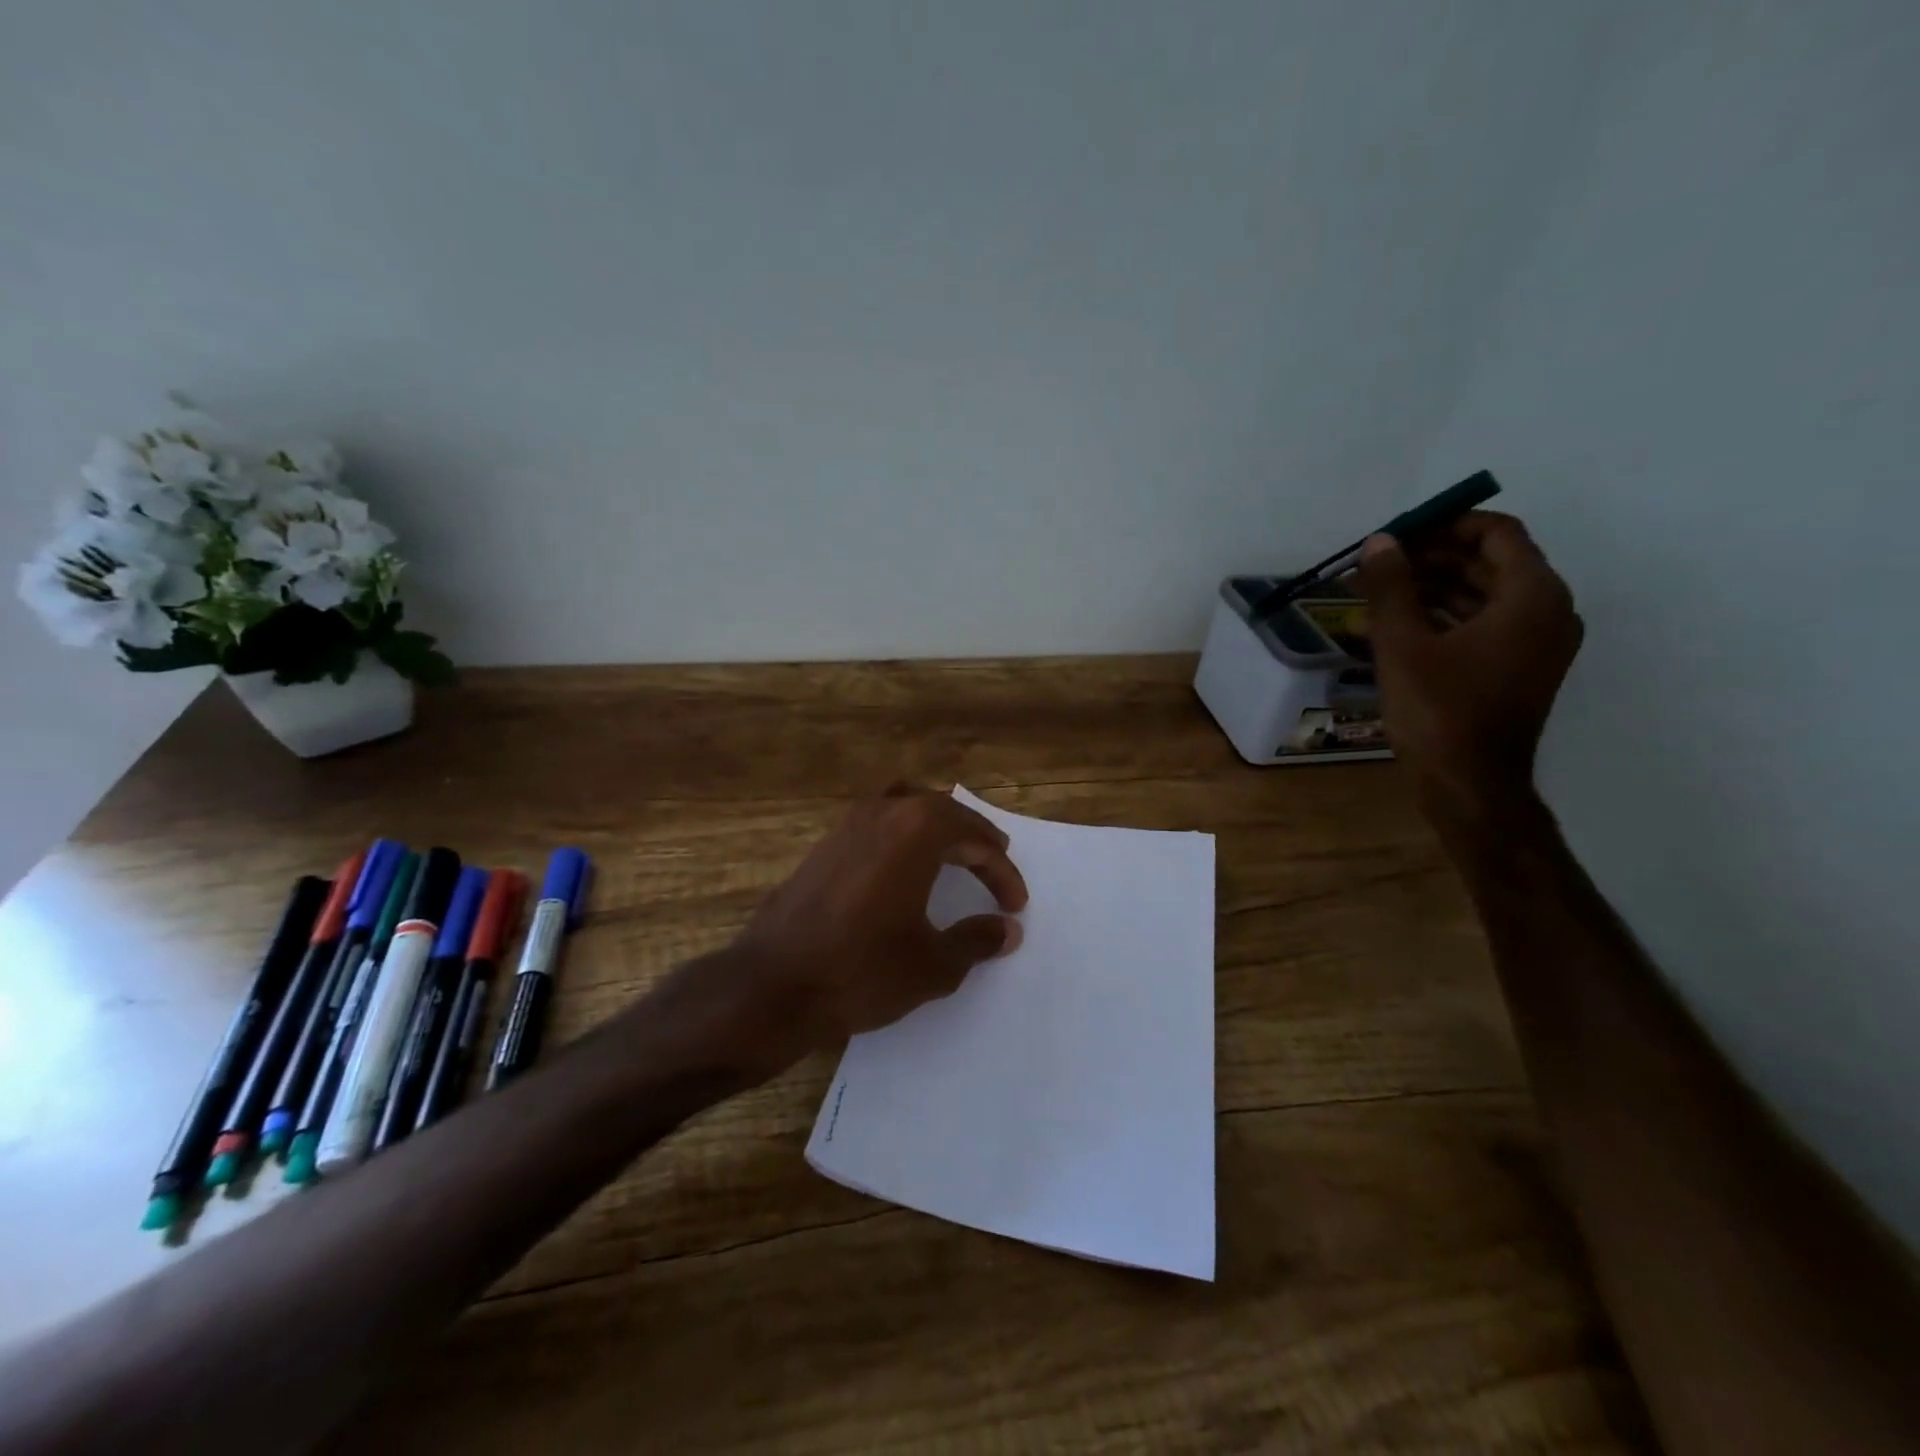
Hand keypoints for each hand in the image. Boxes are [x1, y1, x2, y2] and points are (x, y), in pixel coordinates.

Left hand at [647, 786, 1028, 1080]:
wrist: (771, 985)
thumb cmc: (861, 970)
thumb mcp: (932, 964)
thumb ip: (976, 940)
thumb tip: (1007, 930)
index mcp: (916, 831)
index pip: (974, 840)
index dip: (1002, 872)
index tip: (1016, 905)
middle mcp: (883, 813)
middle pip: (943, 812)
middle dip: (975, 840)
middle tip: (995, 864)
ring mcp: (847, 825)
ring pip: (907, 807)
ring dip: (937, 829)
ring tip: (955, 853)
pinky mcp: (823, 845)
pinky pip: (878, 823)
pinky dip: (904, 835)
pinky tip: (904, 866)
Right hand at [1357, 511, 1583, 818]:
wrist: (1469, 784)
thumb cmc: (1439, 710)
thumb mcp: (1403, 644)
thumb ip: (1391, 587)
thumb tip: (1380, 541)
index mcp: (1532, 596)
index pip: (1496, 534)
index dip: (1445, 526)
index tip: (1399, 535)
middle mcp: (1547, 612)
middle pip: (1490, 562)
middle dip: (1432, 558)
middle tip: (1379, 564)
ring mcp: (1536, 644)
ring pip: (1484, 595)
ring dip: (1433, 587)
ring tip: (1379, 591)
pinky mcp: (1518, 669)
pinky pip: (1483, 624)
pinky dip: (1444, 616)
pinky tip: (1398, 622)